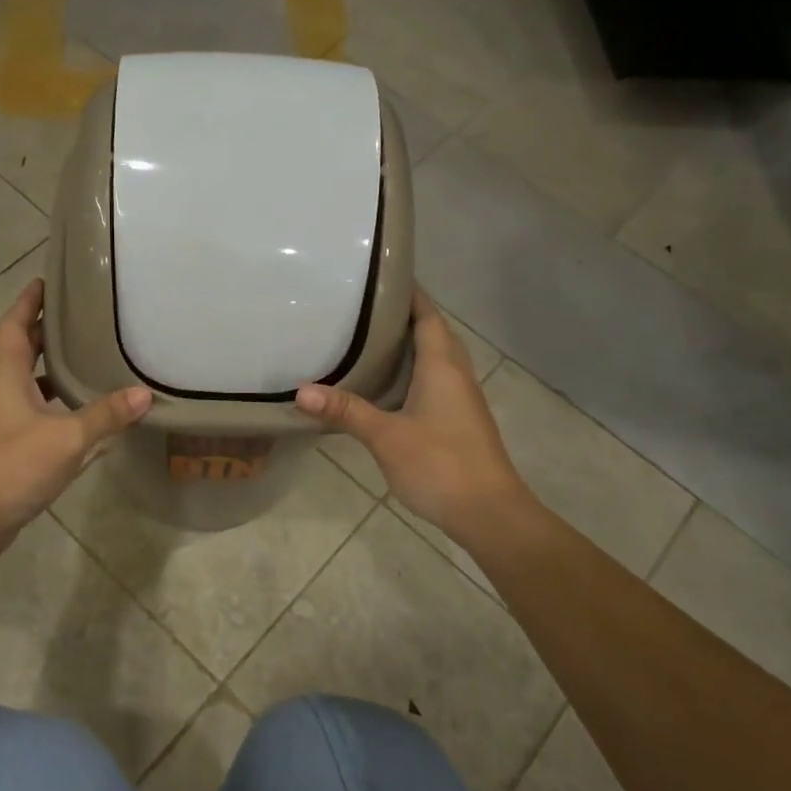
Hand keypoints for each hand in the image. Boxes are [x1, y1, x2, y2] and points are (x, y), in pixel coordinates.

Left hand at [0, 279, 151, 549]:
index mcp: (4, 375)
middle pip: (19, 350)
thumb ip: (105, 415)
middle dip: (44, 332)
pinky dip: (50, 403)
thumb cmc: (12, 466)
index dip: (28, 301)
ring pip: (24, 382)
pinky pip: (28, 410)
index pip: (14, 325)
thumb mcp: (67, 438)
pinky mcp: (1, 446)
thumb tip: (144, 395)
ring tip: (84, 360)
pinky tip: (76, 414)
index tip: (45, 281)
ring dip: (48, 370)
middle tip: (79, 318)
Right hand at [296, 288, 536, 546]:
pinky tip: (389, 385)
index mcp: (442, 366)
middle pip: (434, 332)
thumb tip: (301, 391)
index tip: (378, 277)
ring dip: (410, 345)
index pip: (428, 315)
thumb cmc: (440, 464)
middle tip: (364, 308)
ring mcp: (462, 399)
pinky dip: (414, 372)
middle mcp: (456, 374)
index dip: (408, 293)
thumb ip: (346, 411)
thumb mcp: (386, 436)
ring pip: (437, 358)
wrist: (489, 513)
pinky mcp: (460, 420)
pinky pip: (436, 381)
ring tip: (370, 339)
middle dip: (404, 316)